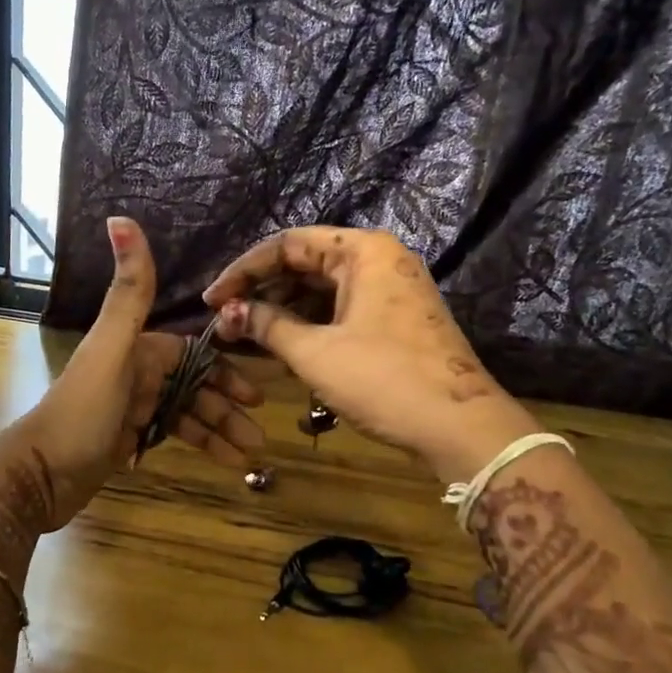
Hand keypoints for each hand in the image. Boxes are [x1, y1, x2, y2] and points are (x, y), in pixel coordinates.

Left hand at [9, 218, 265, 529]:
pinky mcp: (126, 439)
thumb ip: (128, 292)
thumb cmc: (81, 411)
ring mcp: (131, 408)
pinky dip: (198, 446)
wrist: (40, 475)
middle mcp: (135, 373)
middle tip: (259, 433)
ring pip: (186, 413)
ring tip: (250, 453)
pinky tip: (224, 461)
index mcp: (135, 349)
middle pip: (193, 385)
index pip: (189, 353)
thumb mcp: (112, 349)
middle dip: (227, 406)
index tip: (255, 393)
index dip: (223, 369)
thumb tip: (119, 217)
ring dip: (218, 430)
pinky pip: (171, 435)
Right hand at [202, 226, 536, 479]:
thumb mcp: (314, 352)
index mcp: (363, 251)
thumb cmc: (383, 379)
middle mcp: (379, 260)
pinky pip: (341, 309)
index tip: (213, 300)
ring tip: (247, 336)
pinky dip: (310, 324)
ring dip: (283, 310)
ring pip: (322, 289)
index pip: (287, 245)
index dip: (243, 271)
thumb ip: (266, 325)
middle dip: (262, 292)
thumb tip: (228, 313)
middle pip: (305, 263)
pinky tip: (283, 346)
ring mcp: (390, 289)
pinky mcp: (395, 318)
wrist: (459, 427)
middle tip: (226, 321)